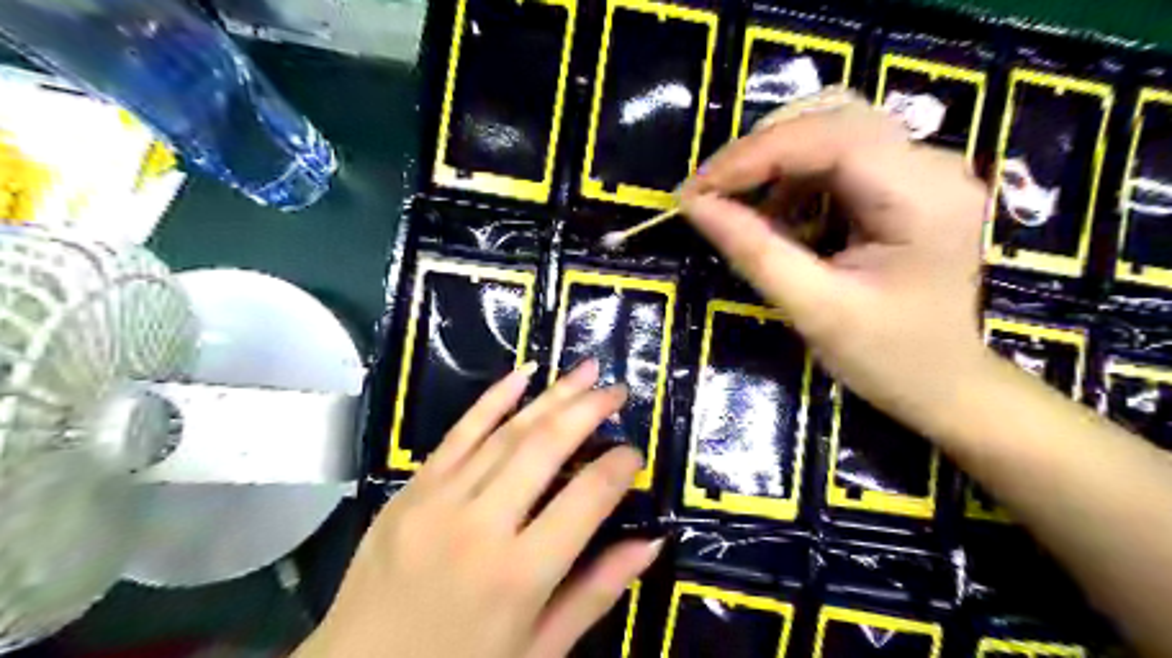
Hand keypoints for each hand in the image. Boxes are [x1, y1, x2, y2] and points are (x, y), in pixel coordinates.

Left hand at [298, 363, 661, 655]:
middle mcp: (481, 525)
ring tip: (586, 371)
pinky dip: (492, 399)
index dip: (618, 468)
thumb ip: (596, 592)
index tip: (634, 453)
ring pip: (507, 432)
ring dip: (551, 396)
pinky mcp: (410, 489)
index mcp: (519, 574)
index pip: (586, 499)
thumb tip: (651, 543)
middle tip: (617, 390)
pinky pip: (458, 433)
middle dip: (588, 410)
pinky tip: (522, 374)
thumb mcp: (538, 651)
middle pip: (546, 448)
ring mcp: (439, 500)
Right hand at [679, 93, 985, 431]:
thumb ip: (754, 252)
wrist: (943, 382)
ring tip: (740, 209)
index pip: (831, 139)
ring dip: (775, 164)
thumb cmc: (886, 357)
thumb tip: (695, 206)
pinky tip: (777, 216)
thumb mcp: (814, 309)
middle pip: (832, 118)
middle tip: (710, 194)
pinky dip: (794, 178)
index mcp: (923, 196)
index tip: (696, 190)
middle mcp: (930, 165)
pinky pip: (838, 157)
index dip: (754, 155)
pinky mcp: (904, 182)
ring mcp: (920, 169)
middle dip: (761, 152)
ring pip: (831, 129)